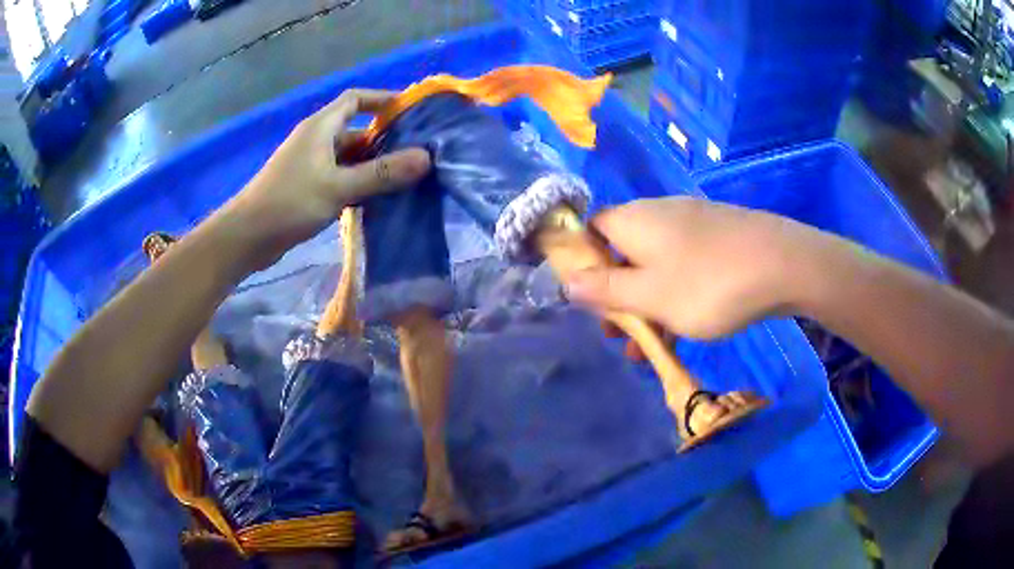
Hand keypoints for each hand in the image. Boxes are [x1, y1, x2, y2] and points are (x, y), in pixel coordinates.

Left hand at [221, 89, 430, 268]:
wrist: (247, 236)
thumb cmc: (290, 202)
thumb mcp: (338, 186)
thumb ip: (382, 173)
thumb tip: (426, 158)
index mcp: (321, 127)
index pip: (356, 99)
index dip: (383, 99)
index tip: (412, 110)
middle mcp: (317, 140)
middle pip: (356, 130)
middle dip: (385, 139)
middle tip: (418, 153)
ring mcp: (311, 164)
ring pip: (349, 157)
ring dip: (373, 165)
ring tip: (405, 178)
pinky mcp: (307, 187)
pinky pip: (340, 177)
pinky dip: (358, 183)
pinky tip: (377, 199)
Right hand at [565, 197, 813, 338]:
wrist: (784, 264)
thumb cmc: (709, 284)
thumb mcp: (650, 296)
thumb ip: (605, 291)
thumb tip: (566, 281)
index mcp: (633, 220)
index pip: (590, 232)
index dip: (582, 265)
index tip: (589, 303)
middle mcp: (657, 213)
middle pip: (621, 252)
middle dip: (616, 296)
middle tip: (620, 334)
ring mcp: (691, 224)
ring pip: (653, 264)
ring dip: (645, 304)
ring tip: (649, 348)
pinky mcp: (715, 237)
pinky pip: (681, 265)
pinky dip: (673, 294)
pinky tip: (682, 327)